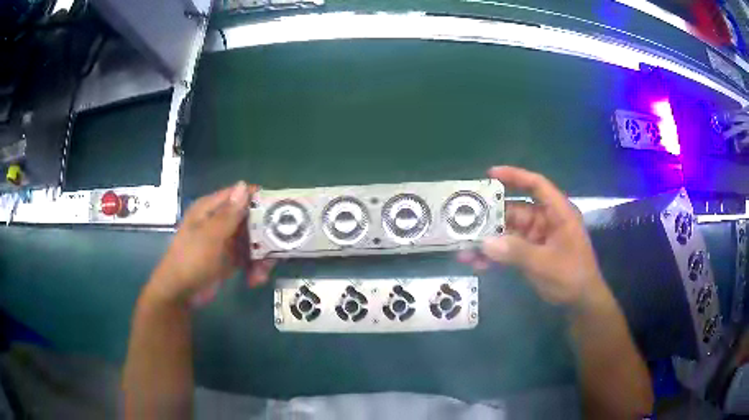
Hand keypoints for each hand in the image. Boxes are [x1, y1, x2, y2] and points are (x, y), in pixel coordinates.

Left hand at [144, 182, 274, 307]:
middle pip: (250, 219)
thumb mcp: (210, 236)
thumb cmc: (191, 260)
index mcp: (210, 209)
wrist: (180, 294)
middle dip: (264, 236)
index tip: (281, 209)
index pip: (239, 195)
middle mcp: (219, 222)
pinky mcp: (229, 259)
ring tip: (262, 274)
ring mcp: (225, 241)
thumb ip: (229, 213)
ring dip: (260, 257)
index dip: (259, 199)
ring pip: (252, 241)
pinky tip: (254, 280)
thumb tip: (244, 185)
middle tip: (278, 249)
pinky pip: (248, 258)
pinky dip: (254, 268)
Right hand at [458, 166, 606, 308]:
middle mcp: (546, 221)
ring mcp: (537, 238)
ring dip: (489, 240)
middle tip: (463, 220)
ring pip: (509, 232)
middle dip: (491, 217)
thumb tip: (485, 243)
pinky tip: (476, 264)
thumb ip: (516, 252)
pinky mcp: (531, 254)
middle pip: (516, 210)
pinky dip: (495, 255)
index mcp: (558, 213)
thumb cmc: (572, 277)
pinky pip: (509, 249)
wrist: (581, 302)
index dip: (514, 176)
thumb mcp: (546, 264)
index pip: (536, 185)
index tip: (489, 175)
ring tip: (464, 249)